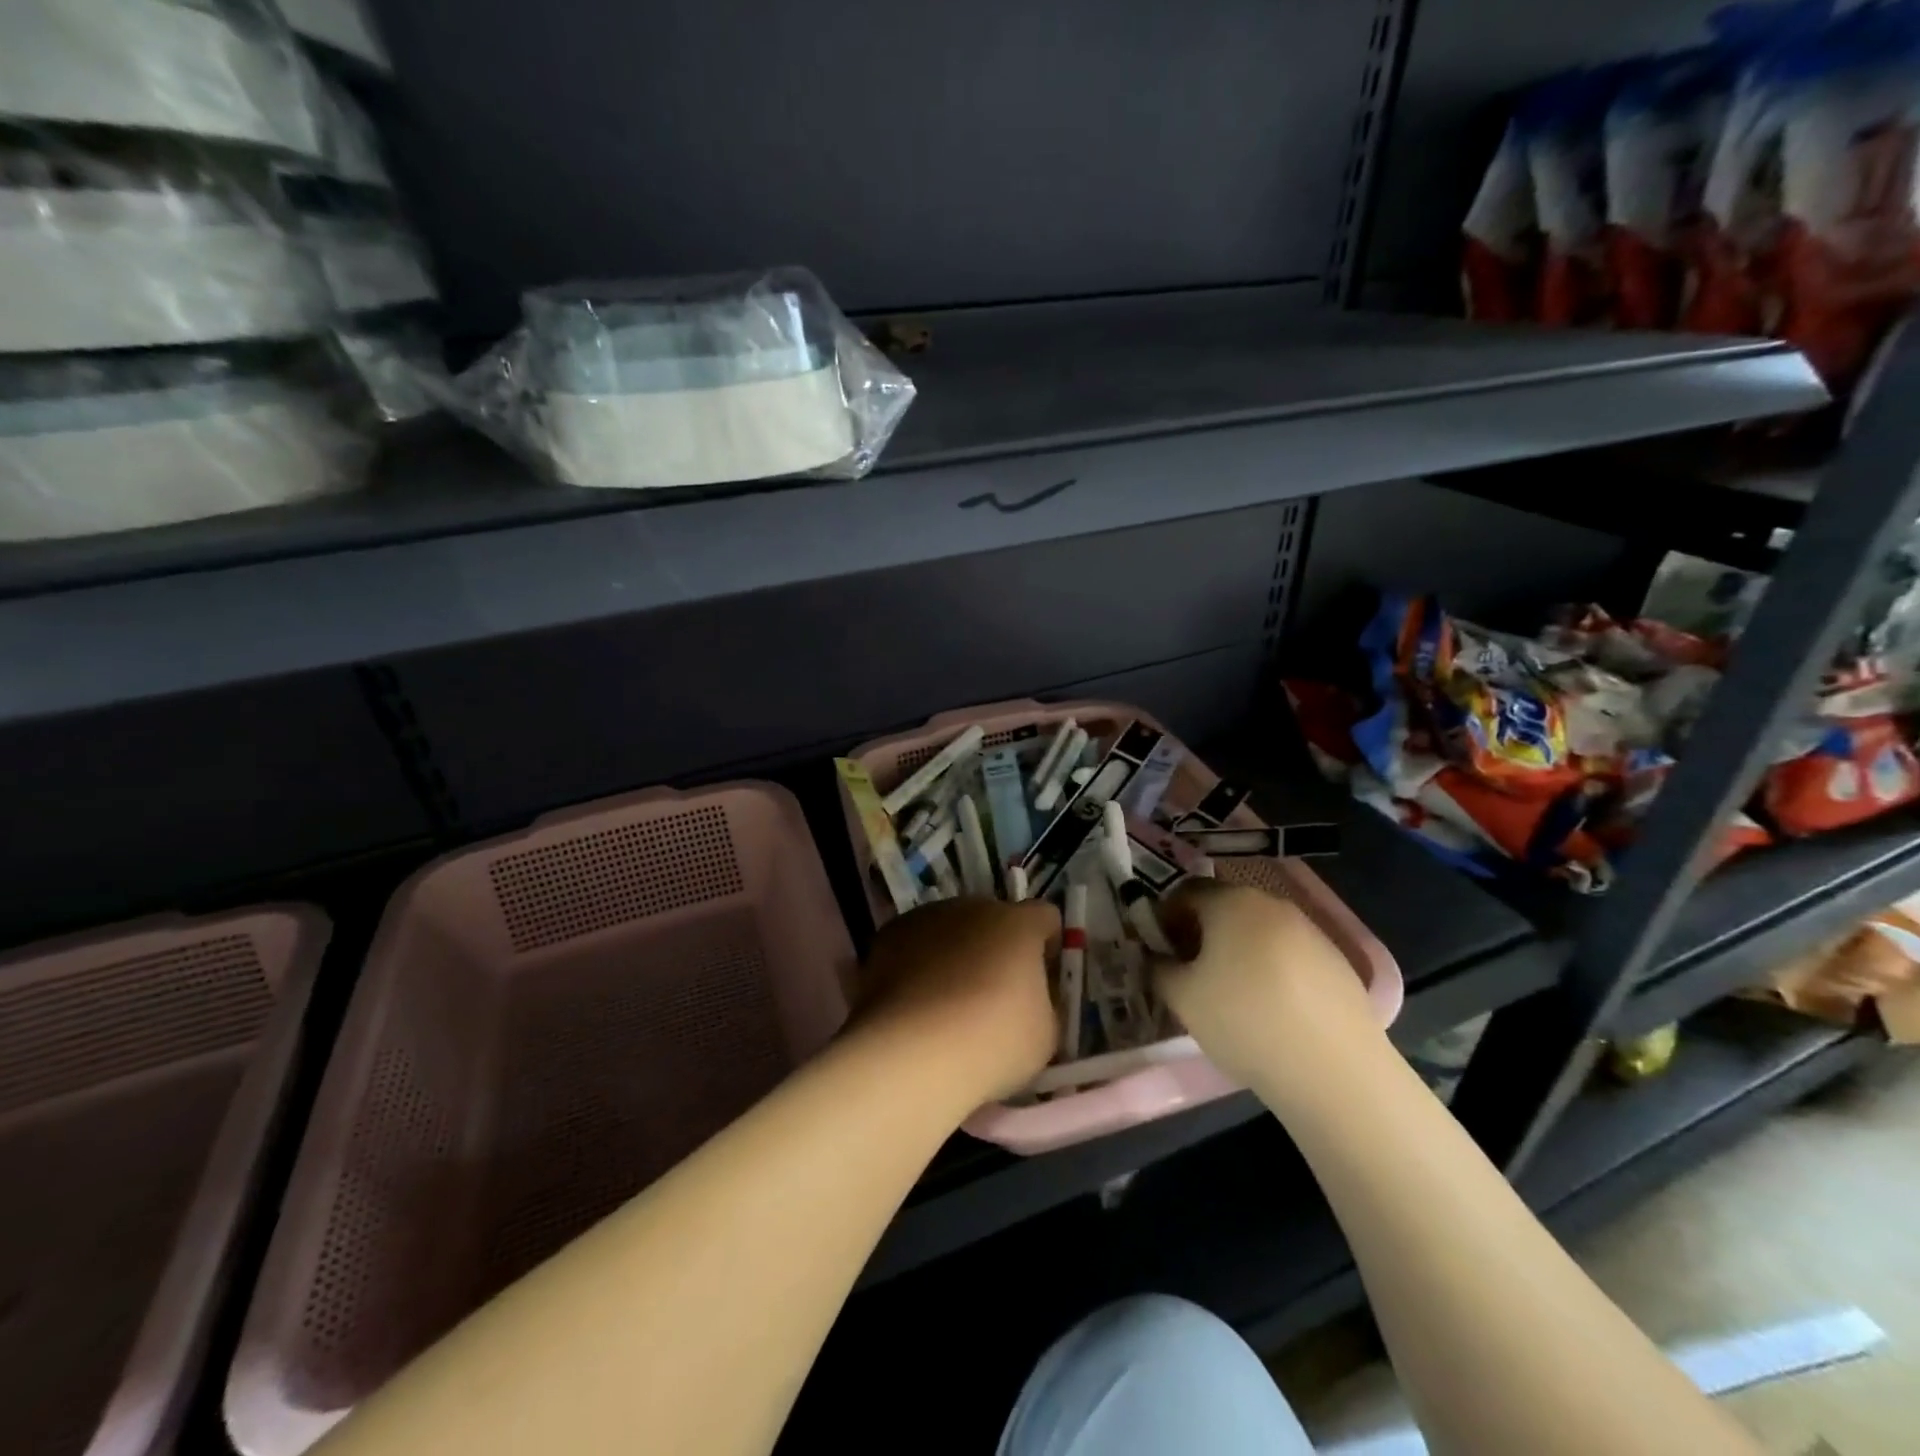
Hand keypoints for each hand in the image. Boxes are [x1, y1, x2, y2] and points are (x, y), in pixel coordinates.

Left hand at [853, 897, 1061, 1103]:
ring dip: (957, 952)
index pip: (1045, 917)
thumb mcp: (1045, 1033)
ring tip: (948, 1001)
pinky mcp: (889, 935)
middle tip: (993, 994)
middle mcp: (973, 907)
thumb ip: (1044, 1001)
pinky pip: (916, 944)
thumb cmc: (992, 1041)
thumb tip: (1031, 994)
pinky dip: (920, 963)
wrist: (912, 1051)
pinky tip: (916, 1002)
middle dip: (998, 948)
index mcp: (1018, 923)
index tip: (1042, 978)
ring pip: (952, 929)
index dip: (1047, 945)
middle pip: (995, 919)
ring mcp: (927, 917)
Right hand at [1153, 881, 1386, 1107]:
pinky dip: (1268, 967)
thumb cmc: (1244, 1022)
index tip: (1158, 951)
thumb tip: (1157, 958)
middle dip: (1199, 932)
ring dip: (1235, 950)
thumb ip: (1158, 968)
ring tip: (1228, 992)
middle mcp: (1271, 904)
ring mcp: (1310, 930)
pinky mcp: (1336, 961)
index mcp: (1231, 902)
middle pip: (1223, 907)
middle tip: (1187, 971)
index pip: (1184, 893)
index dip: (1164, 918)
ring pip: (1257, 930)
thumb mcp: (1182, 998)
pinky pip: (1287, 953)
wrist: (1335, 1070)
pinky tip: (1268, 1007)